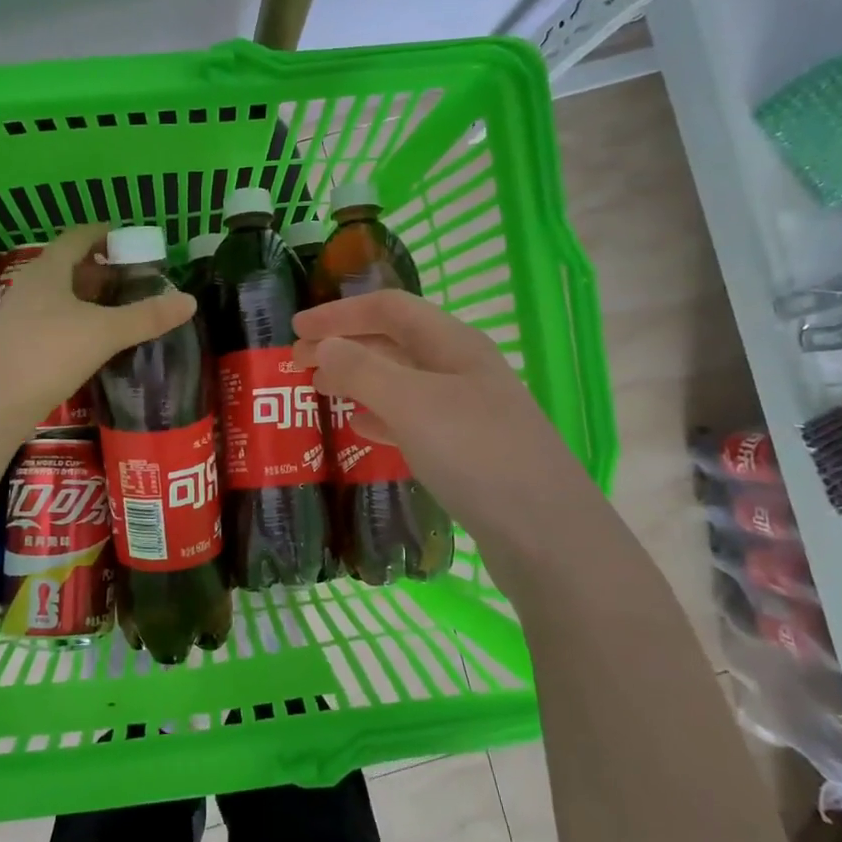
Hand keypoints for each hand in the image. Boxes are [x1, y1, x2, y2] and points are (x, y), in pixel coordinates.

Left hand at [0, 224, 194, 431]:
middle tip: (133, 279)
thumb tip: (190, 301)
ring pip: (59, 296)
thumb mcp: (104, 332)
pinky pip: (52, 321)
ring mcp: (19, 316)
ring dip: (88, 298)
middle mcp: (29, 286)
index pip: (77, 238)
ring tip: (119, 310)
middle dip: (101, 269)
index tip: (128, 239)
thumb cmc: (48, 354)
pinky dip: (76, 322)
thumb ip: (146, 317)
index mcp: (48, 270)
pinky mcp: (17, 345)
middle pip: (68, 266)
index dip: (103, 233)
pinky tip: (93, 342)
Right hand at [292, 290, 573, 528]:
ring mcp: (465, 410)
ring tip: (319, 388)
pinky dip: (379, 416)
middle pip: (393, 341)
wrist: (546, 532)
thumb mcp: (412, 404)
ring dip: (358, 378)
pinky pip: (410, 419)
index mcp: (453, 344)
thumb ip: (363, 370)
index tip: (295, 327)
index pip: (388, 309)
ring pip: (400, 381)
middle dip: (344, 344)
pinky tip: (358, 427)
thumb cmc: (476, 453)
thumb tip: (324, 345)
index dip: (340, 312)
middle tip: (297, 361)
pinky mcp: (464, 449)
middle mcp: (460, 369)